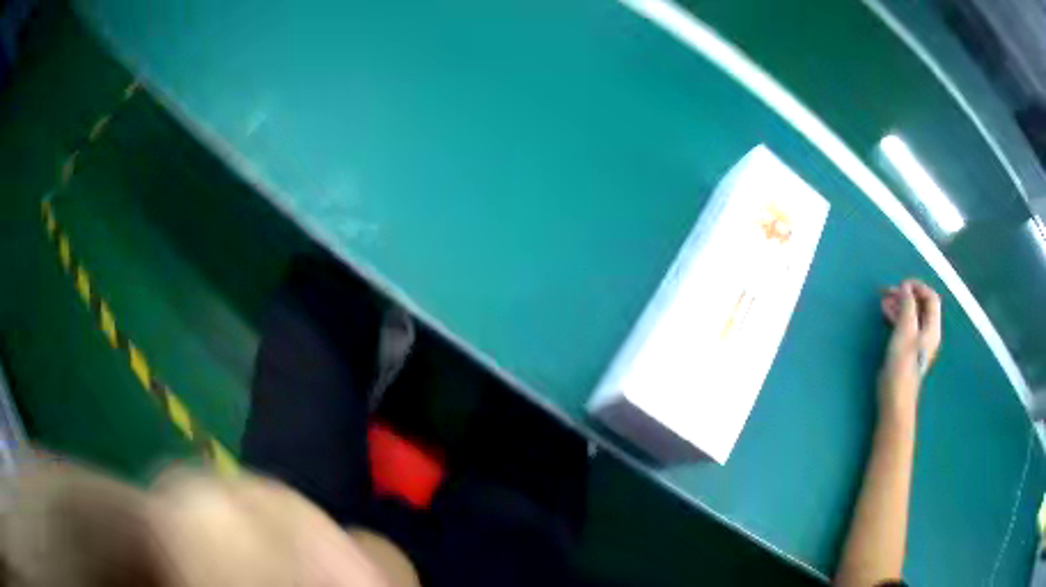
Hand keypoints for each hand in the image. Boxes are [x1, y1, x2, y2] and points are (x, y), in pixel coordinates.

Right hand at [878, 280, 940, 423]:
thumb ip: (907, 305)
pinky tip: (885, 314)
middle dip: (905, 295)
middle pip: (920, 306)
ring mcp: (917, 342)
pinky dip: (896, 316)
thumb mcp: (905, 329)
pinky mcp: (906, 349)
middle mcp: (928, 332)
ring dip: (898, 305)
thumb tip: (905, 288)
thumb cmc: (902, 362)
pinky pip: (904, 325)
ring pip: (911, 315)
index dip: (918, 287)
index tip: (902, 284)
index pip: (931, 298)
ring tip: (883, 300)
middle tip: (888, 291)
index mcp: (932, 327)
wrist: (895, 396)